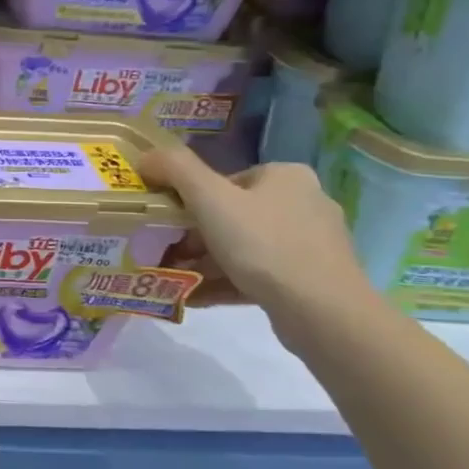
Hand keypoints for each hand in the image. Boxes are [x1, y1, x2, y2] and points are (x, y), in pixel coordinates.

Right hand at [136, 141, 374, 319]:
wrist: (322, 311)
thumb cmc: (263, 244)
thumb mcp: (209, 198)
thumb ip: (175, 169)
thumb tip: (145, 156)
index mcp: (285, 176)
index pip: (224, 181)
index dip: (189, 201)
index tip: (168, 225)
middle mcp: (304, 202)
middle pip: (232, 215)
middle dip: (194, 237)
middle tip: (165, 254)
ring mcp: (311, 243)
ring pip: (243, 247)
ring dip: (204, 262)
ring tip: (174, 279)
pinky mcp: (312, 278)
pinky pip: (258, 273)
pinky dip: (225, 281)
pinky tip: (195, 295)